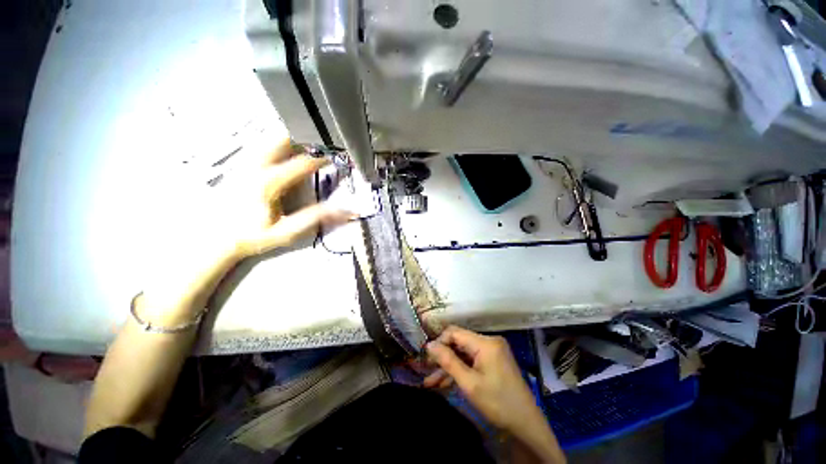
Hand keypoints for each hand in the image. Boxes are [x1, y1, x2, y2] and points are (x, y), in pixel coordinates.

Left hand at [142, 135, 352, 320]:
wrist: (216, 237)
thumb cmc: (253, 236)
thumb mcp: (288, 232)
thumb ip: (316, 219)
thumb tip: (347, 212)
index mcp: (268, 182)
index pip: (302, 163)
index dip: (322, 158)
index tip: (336, 157)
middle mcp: (255, 167)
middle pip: (281, 139)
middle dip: (305, 138)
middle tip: (322, 142)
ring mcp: (245, 163)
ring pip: (270, 139)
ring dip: (292, 138)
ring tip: (309, 143)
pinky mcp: (240, 164)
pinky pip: (262, 145)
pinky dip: (278, 143)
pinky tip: (287, 149)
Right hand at [424, 326, 538, 431]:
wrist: (526, 424)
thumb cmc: (497, 403)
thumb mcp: (469, 383)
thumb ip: (448, 361)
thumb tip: (429, 344)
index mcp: (485, 342)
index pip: (455, 332)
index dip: (439, 342)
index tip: (427, 358)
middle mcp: (489, 341)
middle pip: (459, 343)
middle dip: (442, 357)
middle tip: (426, 370)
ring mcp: (492, 351)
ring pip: (463, 354)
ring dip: (449, 367)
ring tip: (431, 381)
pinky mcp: (493, 360)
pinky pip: (472, 361)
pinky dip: (460, 370)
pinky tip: (445, 382)